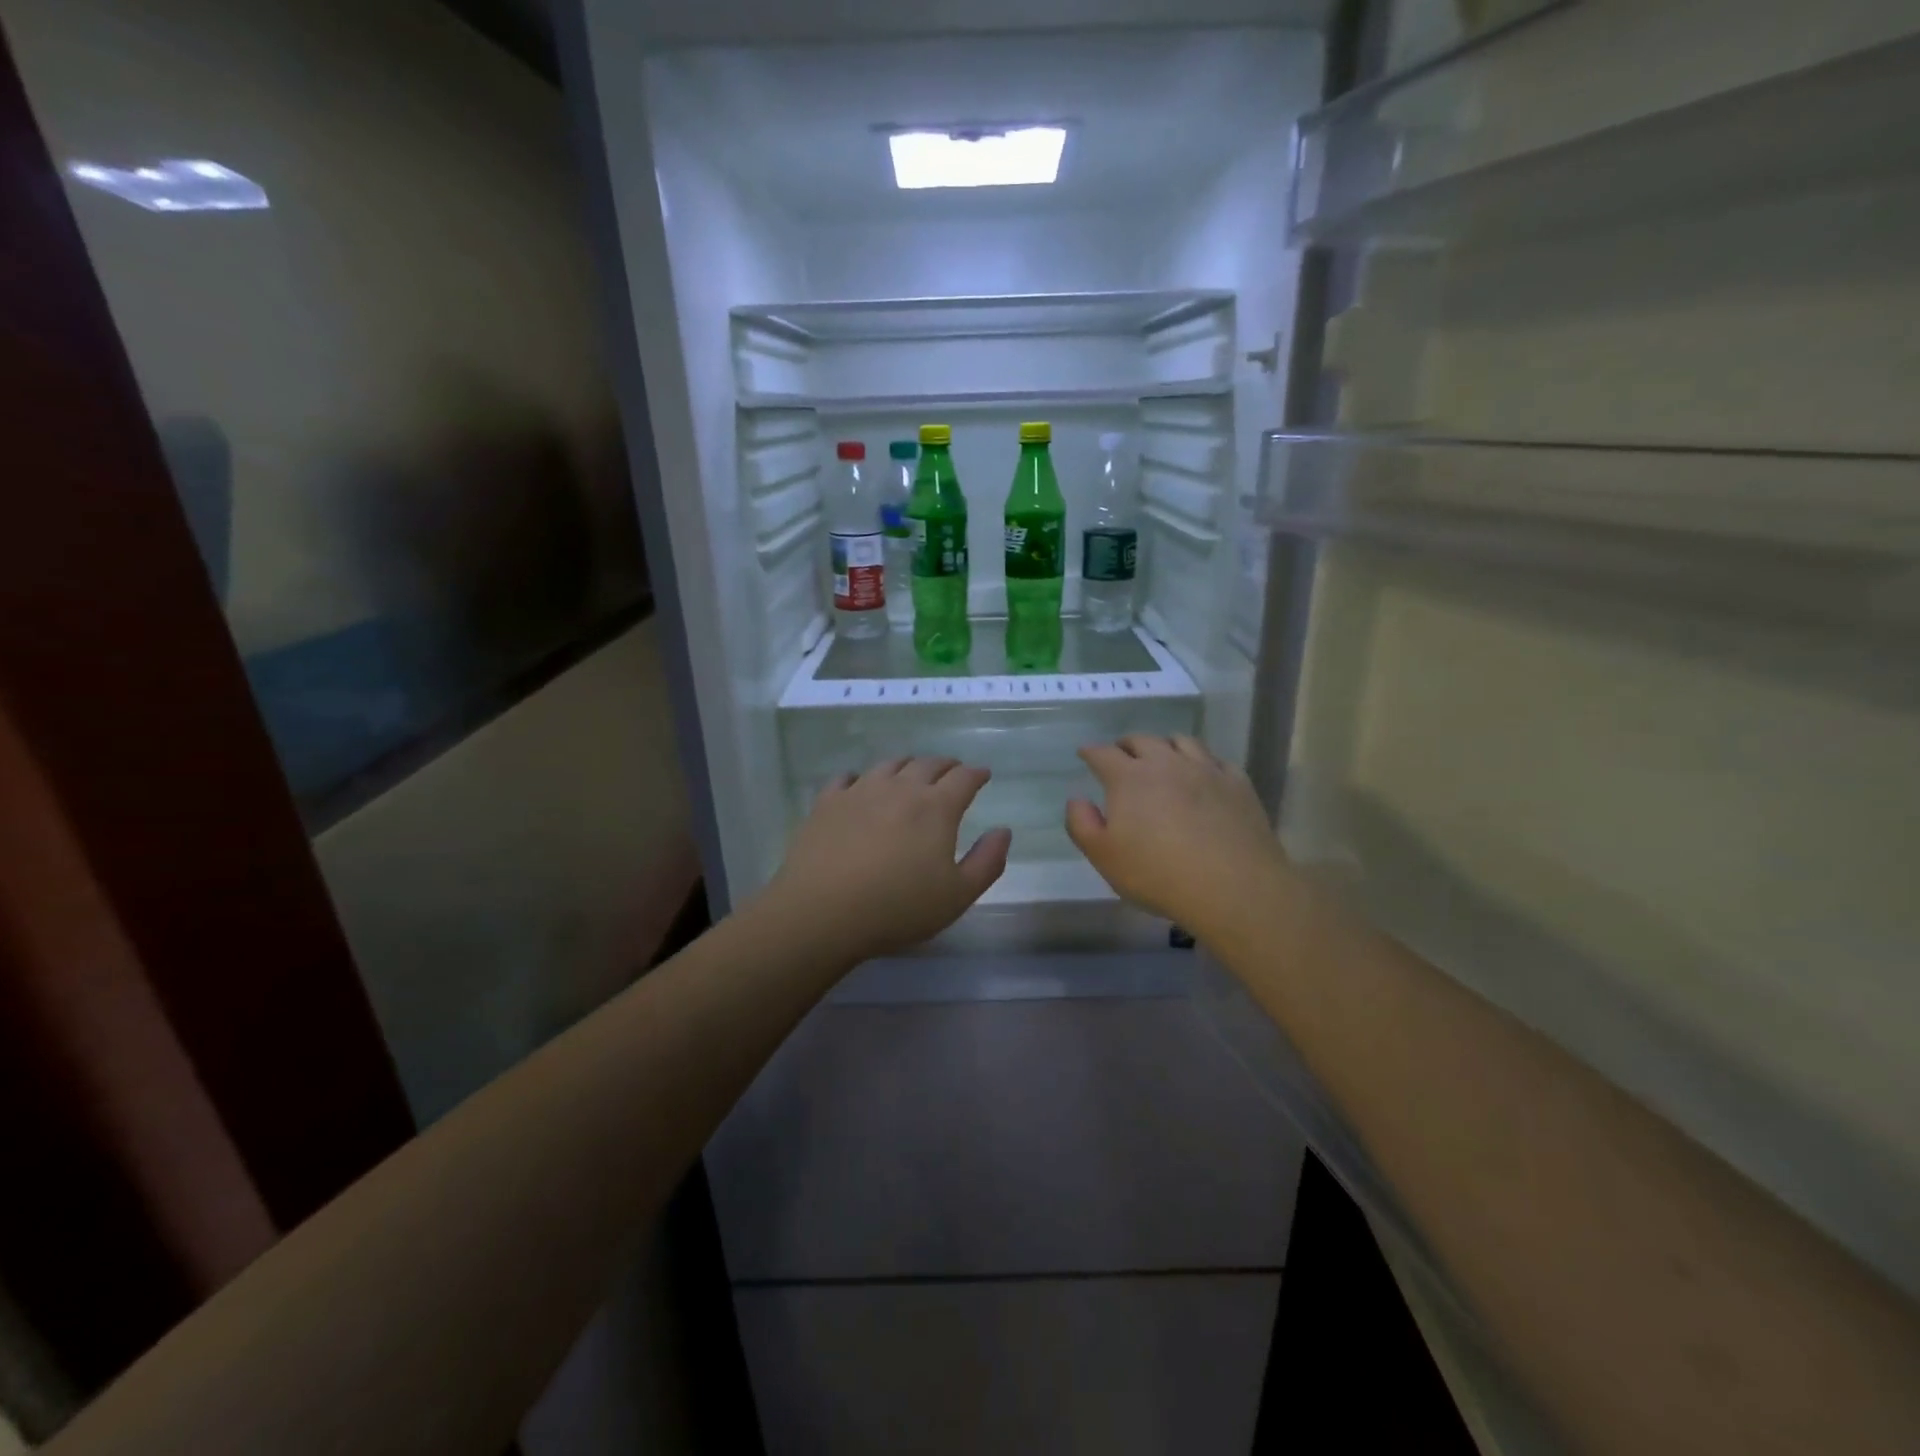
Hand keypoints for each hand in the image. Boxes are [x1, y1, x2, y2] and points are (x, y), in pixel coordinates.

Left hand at [758, 757, 1011, 963]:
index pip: (964, 778)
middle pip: (927, 764)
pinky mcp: (827, 802)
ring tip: (911, 771)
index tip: (983, 774)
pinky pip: (846, 778)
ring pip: (889, 765)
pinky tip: (858, 784)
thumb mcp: (957, 896)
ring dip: (907, 765)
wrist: (822, 911)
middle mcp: (900, 788)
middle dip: (945, 765)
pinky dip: (859, 777)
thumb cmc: (897, 908)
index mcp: (936, 807)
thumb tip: (1003, 830)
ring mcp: (860, 791)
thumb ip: (987, 862)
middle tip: (952, 770)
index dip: (977, 774)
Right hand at [1066, 735, 1289, 937]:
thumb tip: (1077, 799)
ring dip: (1166, 745)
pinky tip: (1203, 774)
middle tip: (1121, 754)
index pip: (1103, 754)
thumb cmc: (1158, 874)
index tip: (1085, 753)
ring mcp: (1205, 769)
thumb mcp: (1104, 856)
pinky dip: (1203, 762)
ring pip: (1182, 741)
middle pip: (1143, 740)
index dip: (1091, 752)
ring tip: (1163, 756)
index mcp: (1129, 778)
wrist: (1233, 887)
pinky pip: (1216, 760)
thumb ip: (1081, 824)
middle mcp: (1166, 763)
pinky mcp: (1237, 783)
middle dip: (1127, 744)